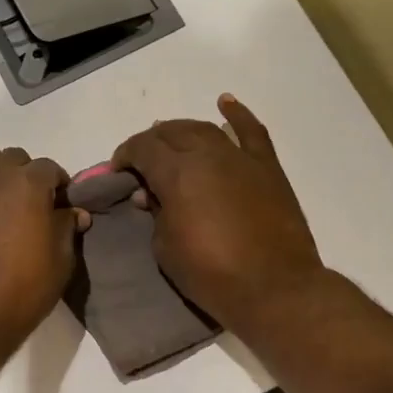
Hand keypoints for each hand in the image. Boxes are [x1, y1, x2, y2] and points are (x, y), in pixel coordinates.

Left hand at [0, 138, 86, 358]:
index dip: (56, 186)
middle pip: (14, 158)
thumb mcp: (60, 263)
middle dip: (25, 175)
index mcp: (29, 185)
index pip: (49, 169)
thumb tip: (73, 211)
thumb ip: (66, 229)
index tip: (58, 205)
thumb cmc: (21, 292)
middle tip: (26, 204)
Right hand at [113, 95, 326, 335]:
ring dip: (183, 130)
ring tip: (171, 139)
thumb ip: (156, 213)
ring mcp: (241, 158)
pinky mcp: (267, 169)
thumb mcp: (165, 247)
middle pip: (172, 132)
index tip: (118, 170)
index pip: (143, 148)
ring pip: (205, 129)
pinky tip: (226, 103)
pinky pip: (252, 132)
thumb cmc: (211, 273)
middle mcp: (208, 154)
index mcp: (177, 173)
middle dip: (151, 142)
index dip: (125, 155)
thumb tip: (153, 196)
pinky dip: (238, 115)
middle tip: (142, 161)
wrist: (274, 288)